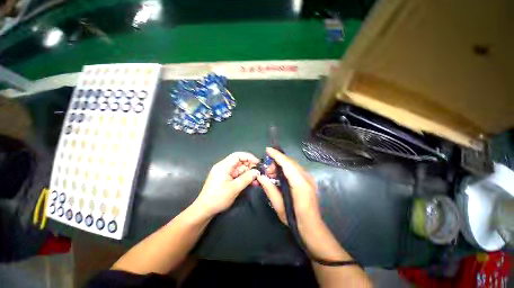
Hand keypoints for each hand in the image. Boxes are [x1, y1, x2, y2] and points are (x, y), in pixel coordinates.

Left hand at [194, 152, 259, 215]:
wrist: (205, 210)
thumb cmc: (218, 198)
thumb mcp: (234, 188)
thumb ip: (246, 178)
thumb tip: (257, 172)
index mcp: (223, 166)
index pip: (237, 155)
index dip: (249, 157)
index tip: (258, 162)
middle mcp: (224, 167)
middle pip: (239, 162)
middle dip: (250, 166)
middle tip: (259, 172)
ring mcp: (225, 173)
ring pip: (239, 169)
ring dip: (248, 173)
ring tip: (257, 178)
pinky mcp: (226, 179)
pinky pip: (237, 175)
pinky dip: (244, 177)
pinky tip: (251, 182)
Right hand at [257, 148, 350, 261]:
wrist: (313, 229)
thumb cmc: (295, 221)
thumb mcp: (279, 207)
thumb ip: (270, 189)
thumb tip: (261, 176)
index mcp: (301, 185)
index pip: (288, 165)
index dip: (277, 156)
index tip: (267, 150)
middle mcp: (307, 178)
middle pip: (290, 162)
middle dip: (277, 161)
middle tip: (266, 171)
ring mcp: (309, 179)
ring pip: (293, 165)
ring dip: (281, 165)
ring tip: (271, 174)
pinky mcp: (308, 180)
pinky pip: (295, 169)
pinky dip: (286, 169)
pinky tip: (279, 176)